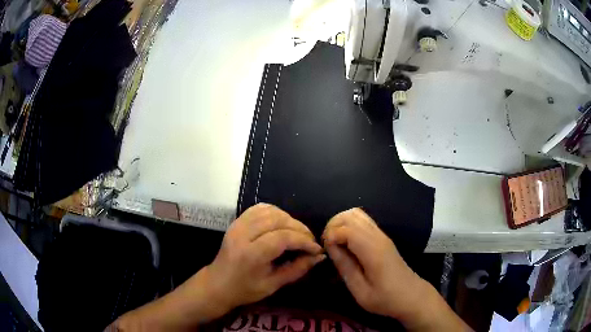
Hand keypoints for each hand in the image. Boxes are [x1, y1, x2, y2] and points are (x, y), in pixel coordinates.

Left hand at [205, 203, 324, 310]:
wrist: (218, 284)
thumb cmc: (245, 289)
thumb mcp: (273, 285)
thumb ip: (297, 269)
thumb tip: (319, 257)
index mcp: (251, 254)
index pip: (283, 237)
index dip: (304, 241)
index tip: (316, 249)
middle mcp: (243, 234)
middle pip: (278, 220)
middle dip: (299, 229)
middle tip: (310, 241)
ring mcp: (238, 225)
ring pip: (269, 211)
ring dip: (289, 219)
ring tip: (298, 233)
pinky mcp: (237, 222)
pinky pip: (259, 209)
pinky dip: (275, 212)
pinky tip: (282, 223)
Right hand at [323, 208, 422, 318]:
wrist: (411, 296)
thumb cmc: (385, 299)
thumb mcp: (360, 291)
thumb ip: (344, 266)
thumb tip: (329, 246)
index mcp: (373, 250)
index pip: (346, 229)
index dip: (330, 236)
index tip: (325, 251)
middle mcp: (378, 236)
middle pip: (350, 215)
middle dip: (333, 226)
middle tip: (328, 247)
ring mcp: (382, 234)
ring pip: (356, 214)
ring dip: (341, 224)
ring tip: (335, 243)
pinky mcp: (382, 237)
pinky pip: (363, 220)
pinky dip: (349, 225)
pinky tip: (346, 242)